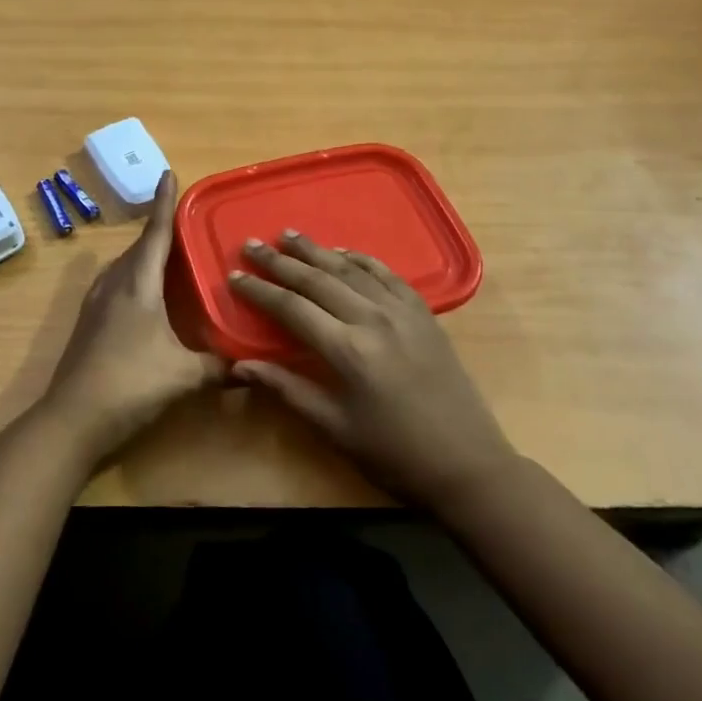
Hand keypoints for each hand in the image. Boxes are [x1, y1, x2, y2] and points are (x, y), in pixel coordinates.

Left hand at [40, 171, 225, 463]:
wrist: (72, 419)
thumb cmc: (130, 384)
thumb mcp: (183, 376)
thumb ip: (218, 368)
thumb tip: (248, 367)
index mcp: (137, 284)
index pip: (155, 233)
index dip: (164, 203)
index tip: (167, 172)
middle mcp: (114, 284)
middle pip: (139, 247)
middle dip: (160, 230)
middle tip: (186, 221)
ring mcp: (96, 303)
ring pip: (125, 266)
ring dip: (146, 255)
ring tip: (170, 255)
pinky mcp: (88, 323)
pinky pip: (116, 284)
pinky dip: (135, 278)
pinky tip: (146, 295)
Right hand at [229, 231, 517, 508]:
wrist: (468, 465)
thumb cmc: (393, 454)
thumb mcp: (334, 428)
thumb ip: (286, 389)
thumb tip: (239, 365)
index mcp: (347, 350)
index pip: (291, 308)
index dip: (259, 290)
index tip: (233, 276)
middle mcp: (372, 319)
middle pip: (317, 279)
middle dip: (280, 261)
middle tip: (251, 244)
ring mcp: (402, 312)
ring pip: (350, 269)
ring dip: (316, 250)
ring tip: (288, 235)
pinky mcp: (423, 314)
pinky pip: (386, 274)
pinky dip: (360, 259)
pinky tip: (343, 253)